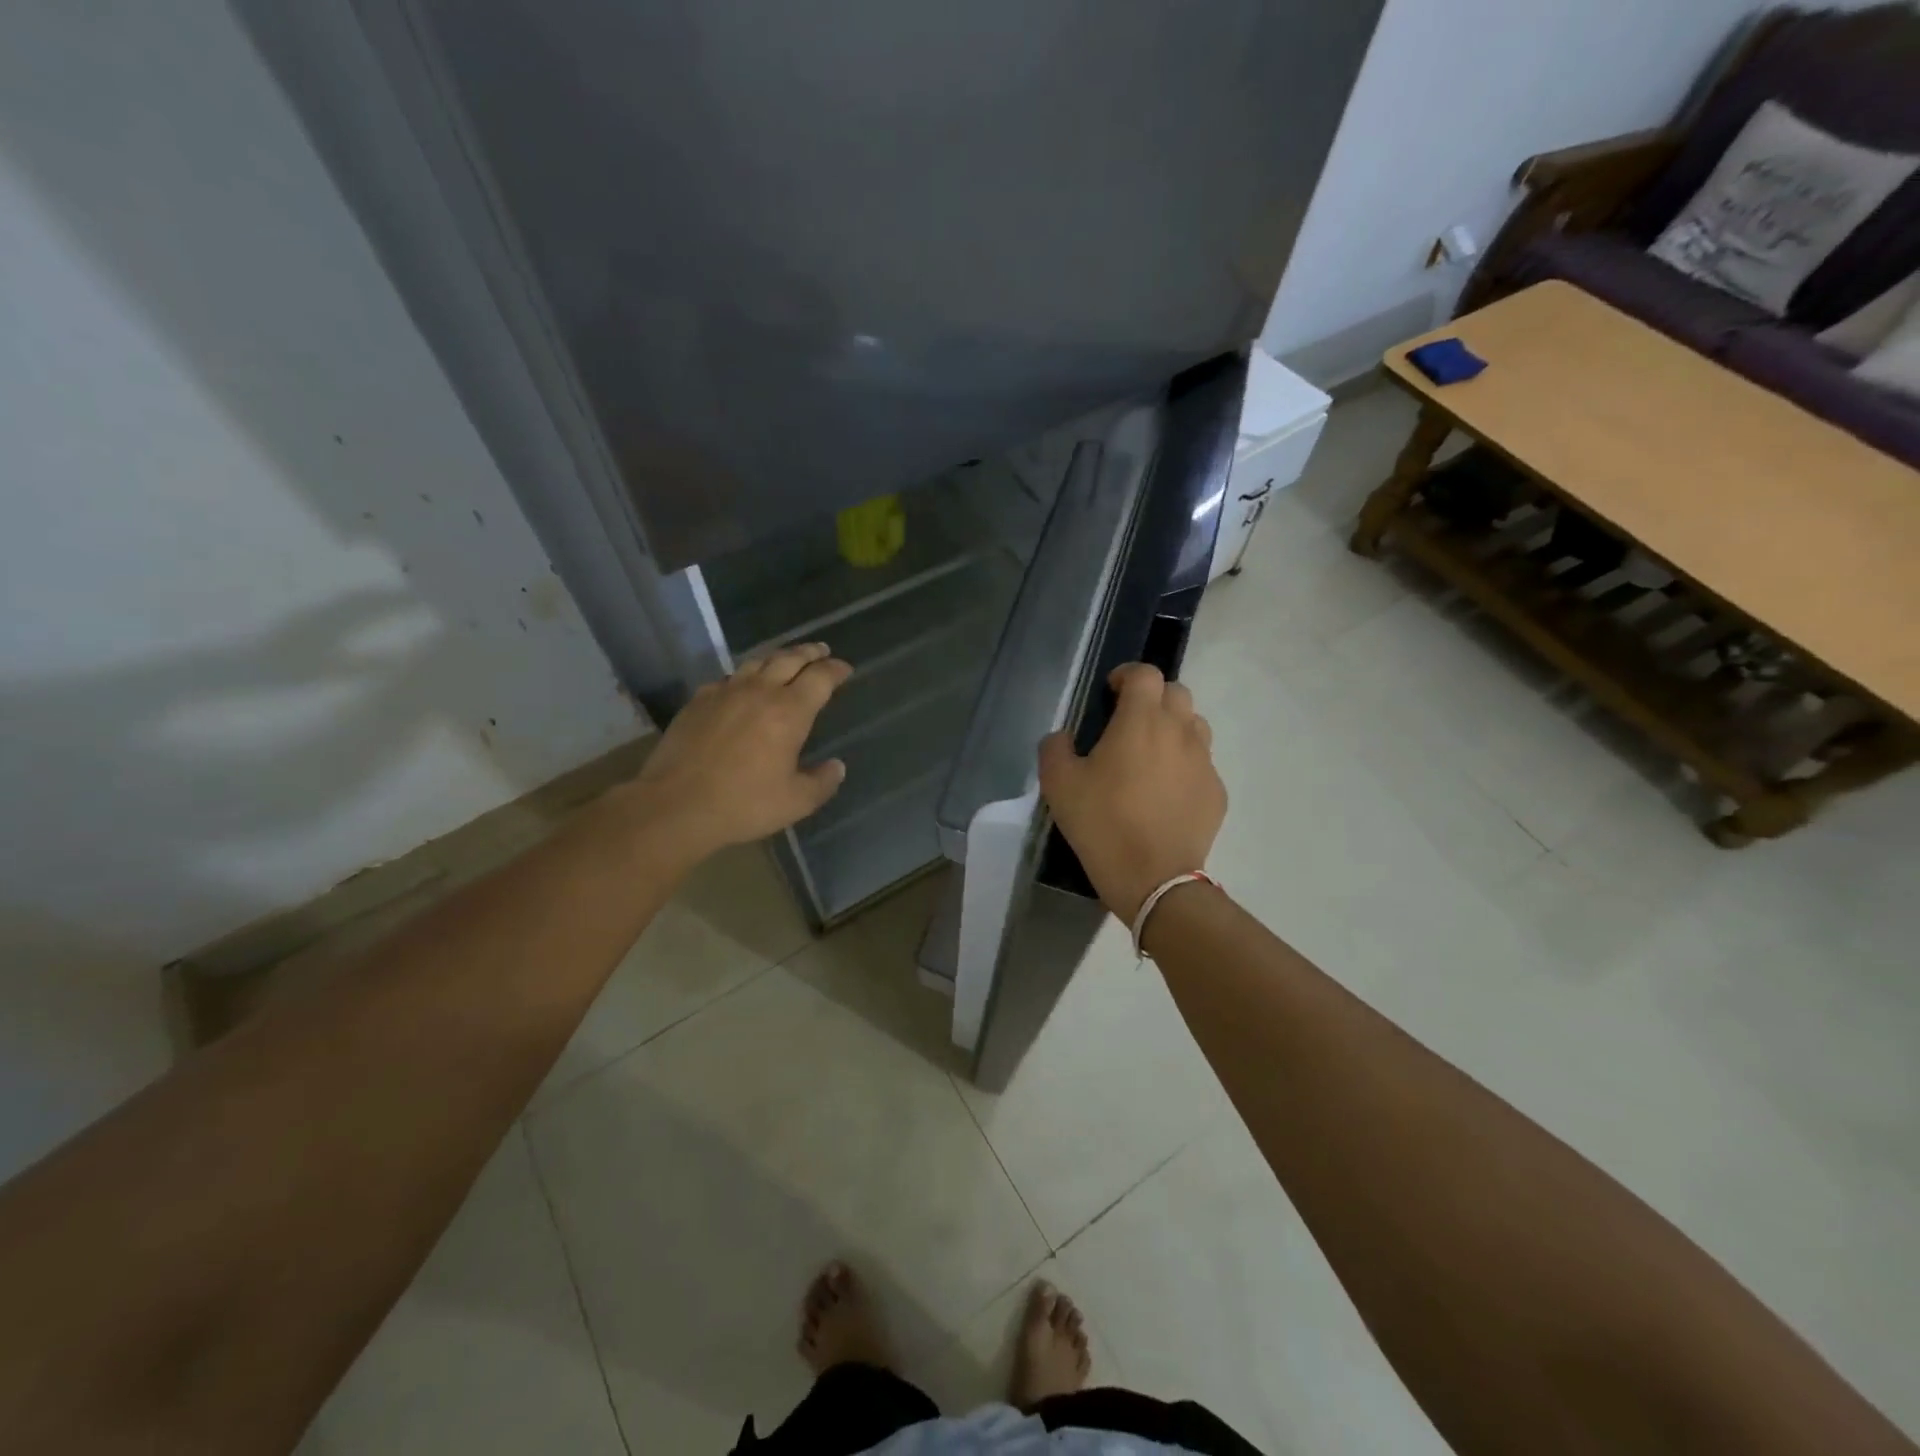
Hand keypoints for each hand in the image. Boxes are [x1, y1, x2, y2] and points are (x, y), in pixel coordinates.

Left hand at [624, 642, 852, 855]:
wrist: (676, 804)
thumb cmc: (744, 803)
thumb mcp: (796, 802)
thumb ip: (822, 782)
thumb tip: (837, 767)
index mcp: (790, 712)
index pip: (820, 678)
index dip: (836, 669)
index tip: (845, 669)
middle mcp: (760, 692)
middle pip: (790, 659)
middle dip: (810, 653)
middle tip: (821, 651)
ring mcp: (725, 692)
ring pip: (757, 663)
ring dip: (777, 657)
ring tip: (786, 660)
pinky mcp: (698, 701)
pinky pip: (728, 678)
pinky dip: (744, 676)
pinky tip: (742, 686)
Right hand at [1038, 663, 1226, 921]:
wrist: (1154, 879)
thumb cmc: (1103, 824)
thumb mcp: (1059, 785)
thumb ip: (1055, 749)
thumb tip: (1062, 737)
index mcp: (1141, 721)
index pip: (1145, 674)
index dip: (1127, 675)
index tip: (1110, 693)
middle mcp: (1180, 731)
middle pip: (1176, 692)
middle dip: (1152, 698)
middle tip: (1129, 723)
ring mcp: (1204, 762)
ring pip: (1194, 725)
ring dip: (1173, 727)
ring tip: (1150, 755)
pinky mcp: (1216, 792)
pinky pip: (1201, 763)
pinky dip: (1184, 765)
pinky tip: (1165, 793)